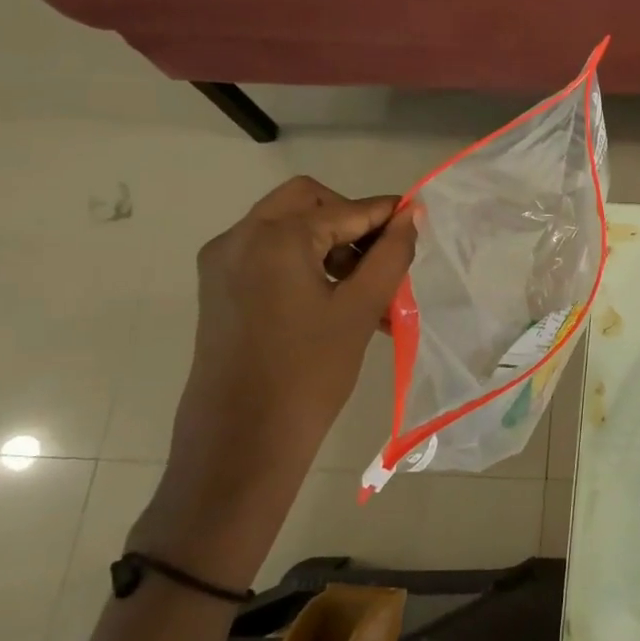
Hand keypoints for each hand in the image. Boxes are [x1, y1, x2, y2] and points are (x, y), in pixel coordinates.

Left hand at [131, 178, 417, 581]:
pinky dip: (303, 262)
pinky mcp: (219, 287)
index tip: (419, 223)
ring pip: (287, 227)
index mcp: (276, 238)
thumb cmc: (310, 372)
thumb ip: (390, 255)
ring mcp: (223, 262)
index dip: (386, 214)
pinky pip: (268, 254)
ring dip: (329, 244)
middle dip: (349, 221)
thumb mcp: (360, 309)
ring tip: (365, 290)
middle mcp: (240, 237)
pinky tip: (333, 300)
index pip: (345, 208)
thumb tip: (411, 217)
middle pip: (307, 202)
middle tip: (379, 258)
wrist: (243, 438)